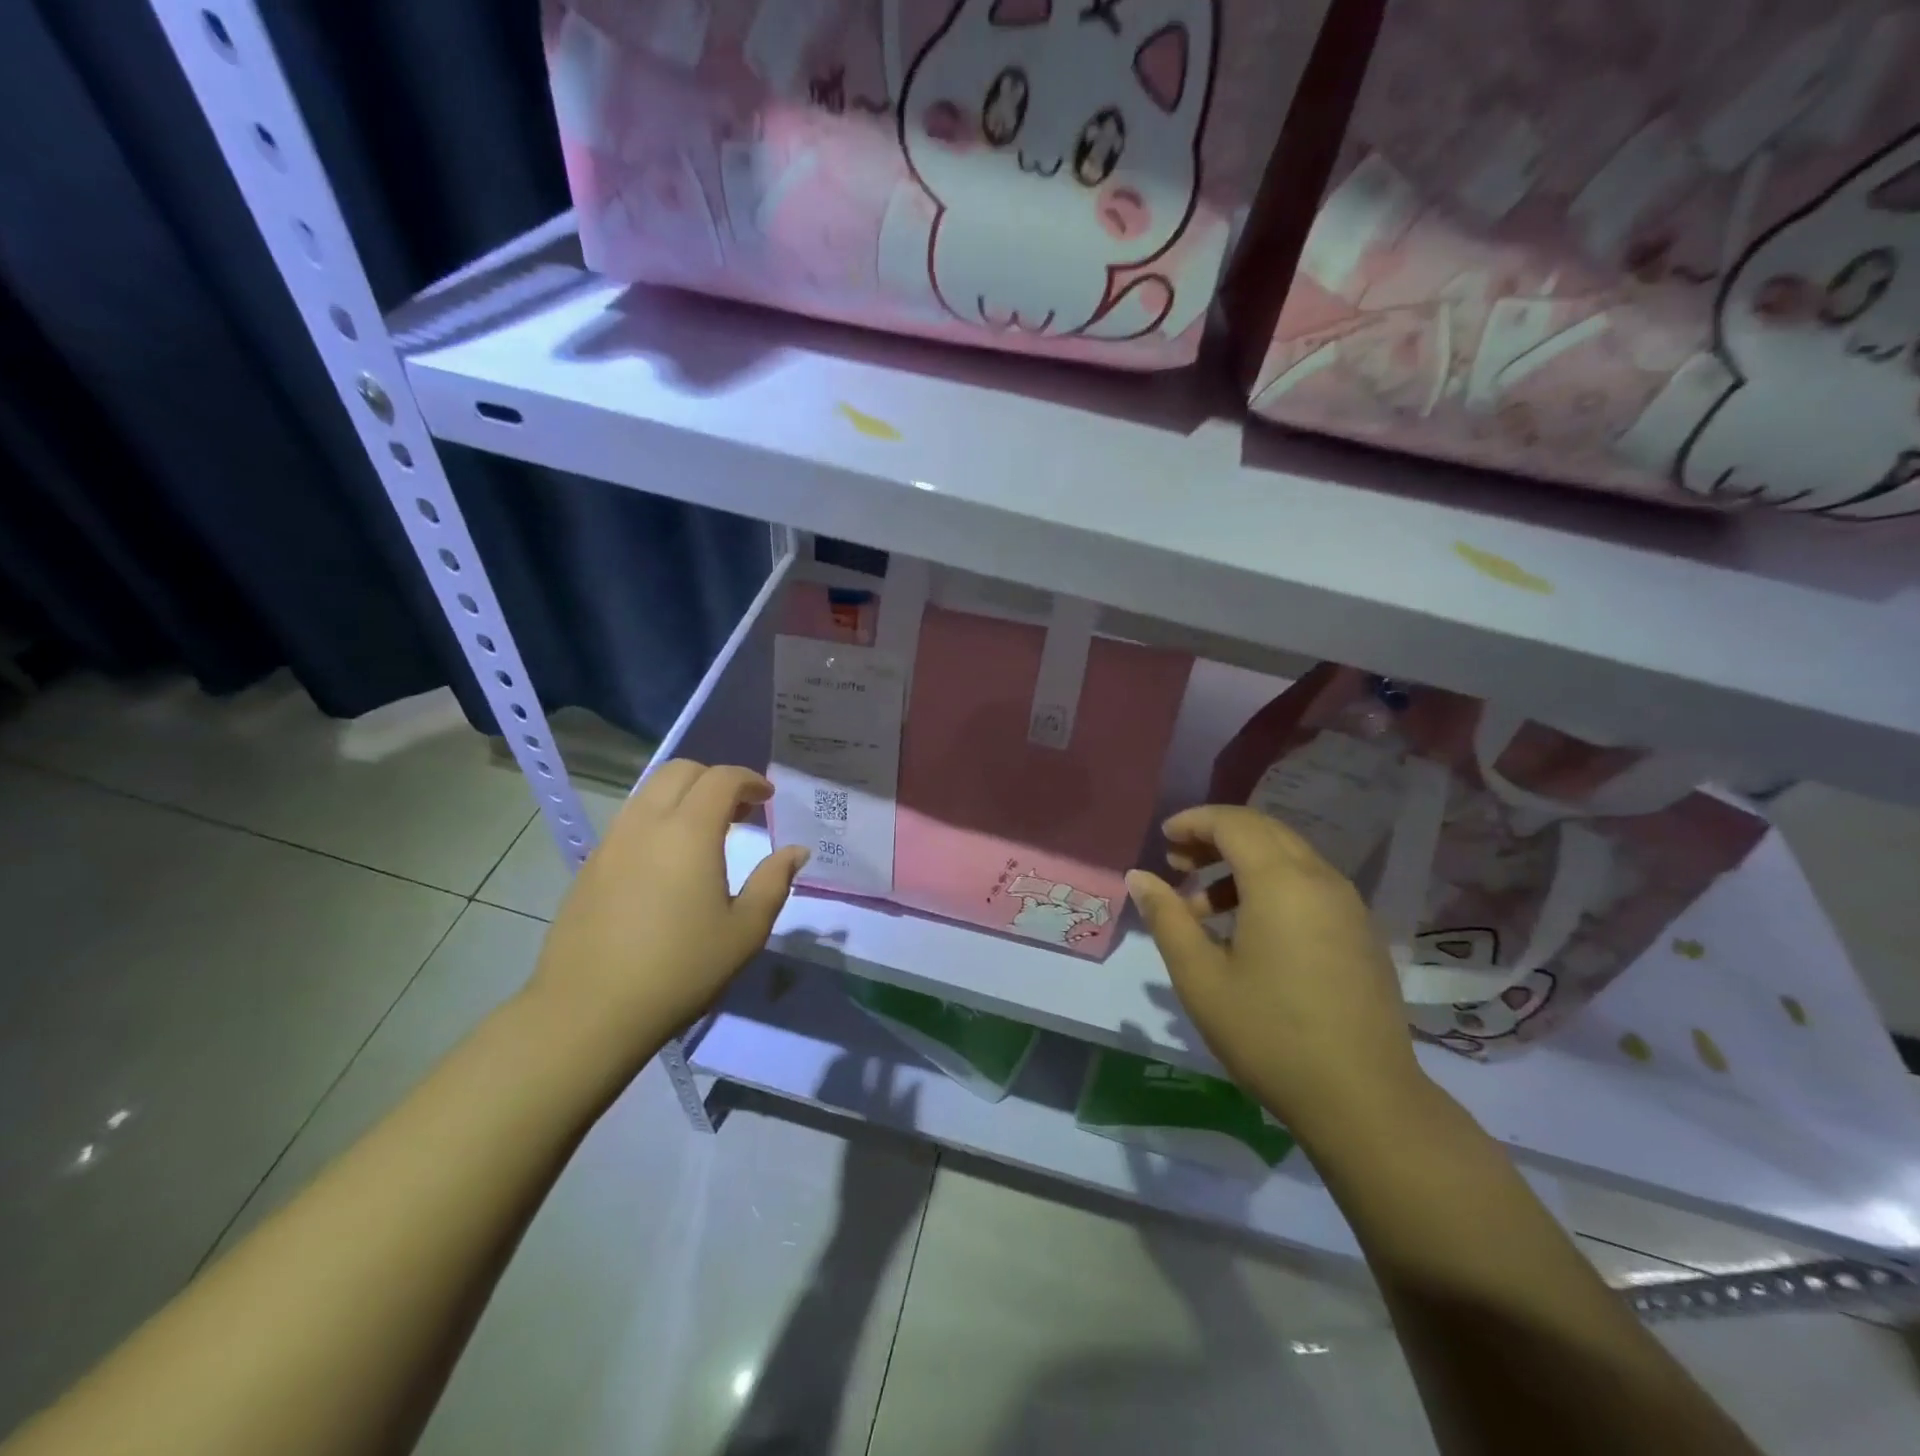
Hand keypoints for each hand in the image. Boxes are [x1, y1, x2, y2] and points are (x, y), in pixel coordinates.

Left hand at [525, 761, 808, 1066]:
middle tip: (739, 810)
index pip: (721, 778)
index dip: (749, 780)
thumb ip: (774, 882)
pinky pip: (630, 820)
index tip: (768, 798)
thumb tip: (796, 851)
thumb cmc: (680, 970)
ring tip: (706, 833)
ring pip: (649, 792)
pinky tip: (669, 861)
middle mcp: (646, 823)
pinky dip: (658, 819)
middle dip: (715, 778)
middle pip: (680, 771)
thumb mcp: (744, 931)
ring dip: (683, 796)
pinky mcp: (590, 865)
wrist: (589, 1012)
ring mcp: (612, 842)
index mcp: (689, 832)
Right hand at [1126, 806, 1430, 1141]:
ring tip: (1202, 908)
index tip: (1163, 839)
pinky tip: (1247, 931)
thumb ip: (1167, 918)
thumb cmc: (1269, 1034)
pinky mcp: (1360, 932)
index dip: (1194, 822)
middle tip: (1177, 864)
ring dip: (1241, 865)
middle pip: (1263, 831)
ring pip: (1288, 858)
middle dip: (1215, 837)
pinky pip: (1308, 885)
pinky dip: (1270, 886)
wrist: (1363, 1100)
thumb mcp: (1200, 977)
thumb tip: (1139, 877)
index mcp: (1281, 882)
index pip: (1234, 823)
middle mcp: (1320, 879)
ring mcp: (1348, 906)